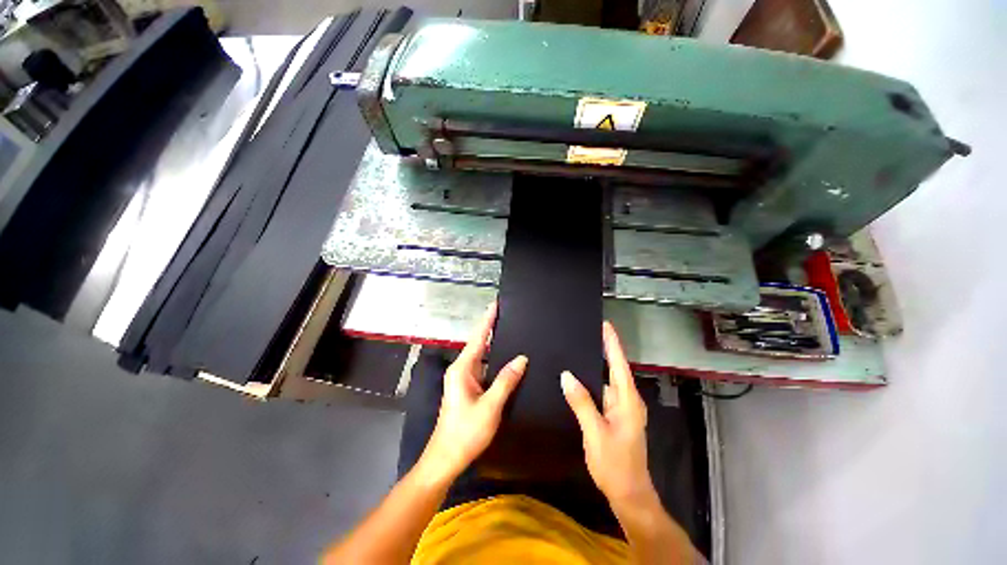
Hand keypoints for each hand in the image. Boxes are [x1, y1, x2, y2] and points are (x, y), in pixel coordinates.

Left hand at [417, 302, 527, 485]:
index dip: (487, 319)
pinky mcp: (468, 387)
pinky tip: (505, 356)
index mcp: (462, 368)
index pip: (478, 337)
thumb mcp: (490, 406)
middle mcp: (461, 369)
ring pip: (481, 355)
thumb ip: (506, 380)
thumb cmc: (466, 432)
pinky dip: (494, 358)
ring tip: (509, 329)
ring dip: (493, 342)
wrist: (446, 458)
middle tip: (508, 313)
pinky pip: (484, 366)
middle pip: (479, 342)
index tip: (496, 303)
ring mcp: (464, 378)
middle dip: (491, 327)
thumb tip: (522, 358)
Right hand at [561, 321, 654, 508]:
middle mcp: (627, 400)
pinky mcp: (615, 417)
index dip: (613, 343)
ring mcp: (621, 409)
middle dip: (604, 349)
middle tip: (586, 332)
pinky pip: (602, 393)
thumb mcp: (595, 432)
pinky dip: (592, 382)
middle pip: (614, 368)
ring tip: (578, 350)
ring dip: (596, 366)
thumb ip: (582, 402)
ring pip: (607, 381)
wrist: (629, 495)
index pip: (619, 364)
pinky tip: (578, 379)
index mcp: (628, 401)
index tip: (605, 325)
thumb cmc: (615, 465)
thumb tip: (566, 375)